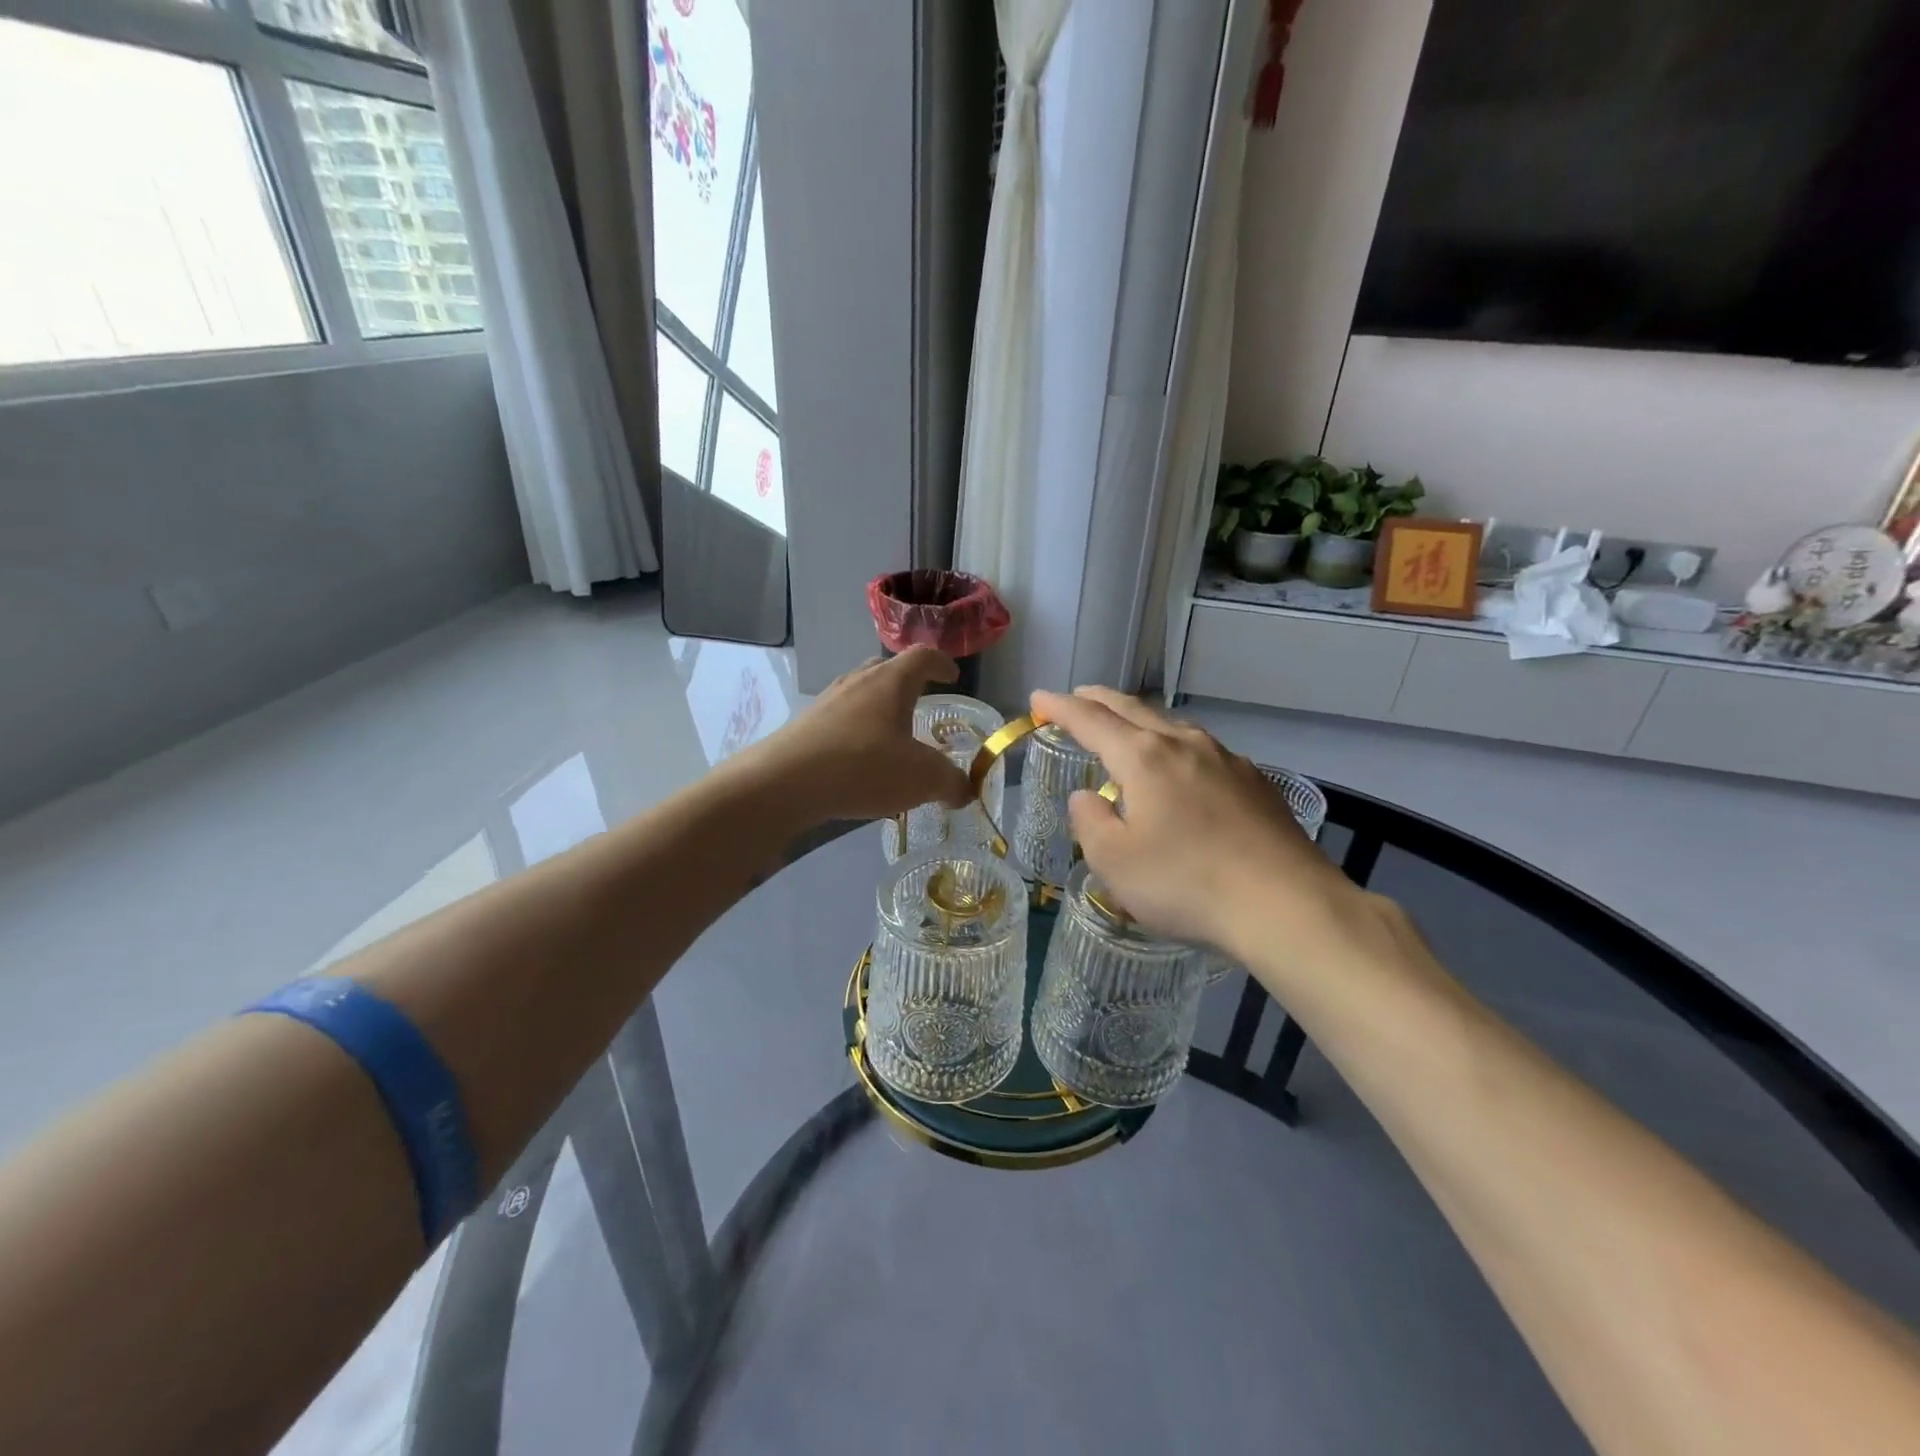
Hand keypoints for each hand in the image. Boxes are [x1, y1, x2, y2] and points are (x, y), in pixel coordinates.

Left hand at [739, 649, 974, 824]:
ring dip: (879, 710)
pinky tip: (859, 762)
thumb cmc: (863, 767)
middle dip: (908, 683)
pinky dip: (857, 732)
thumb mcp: (922, 778)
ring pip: (861, 695)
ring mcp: (827, 702)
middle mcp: (857, 682)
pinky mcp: (805, 725)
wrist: (783, 782)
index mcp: (890, 682)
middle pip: (887, 669)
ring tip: (891, 738)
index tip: (953, 676)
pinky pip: (840, 720)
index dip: (941, 663)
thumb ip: (950, 783)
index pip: (922, 657)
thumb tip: (964, 791)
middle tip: (922, 703)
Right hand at [1030, 687, 1363, 961]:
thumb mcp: (1114, 862)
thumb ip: (1091, 822)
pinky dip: (1175, 747)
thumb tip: (1088, 797)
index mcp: (1144, 757)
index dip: (1059, 707)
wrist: (1286, 905)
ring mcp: (1227, 760)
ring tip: (1126, 729)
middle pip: (1133, 709)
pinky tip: (1181, 769)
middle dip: (1099, 700)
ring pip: (1172, 726)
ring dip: (1140, 720)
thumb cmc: (1186, 883)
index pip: (1091, 720)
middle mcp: (1185, 744)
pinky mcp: (1256, 783)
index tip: (1038, 699)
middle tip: (1077, 698)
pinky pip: (1202, 751)